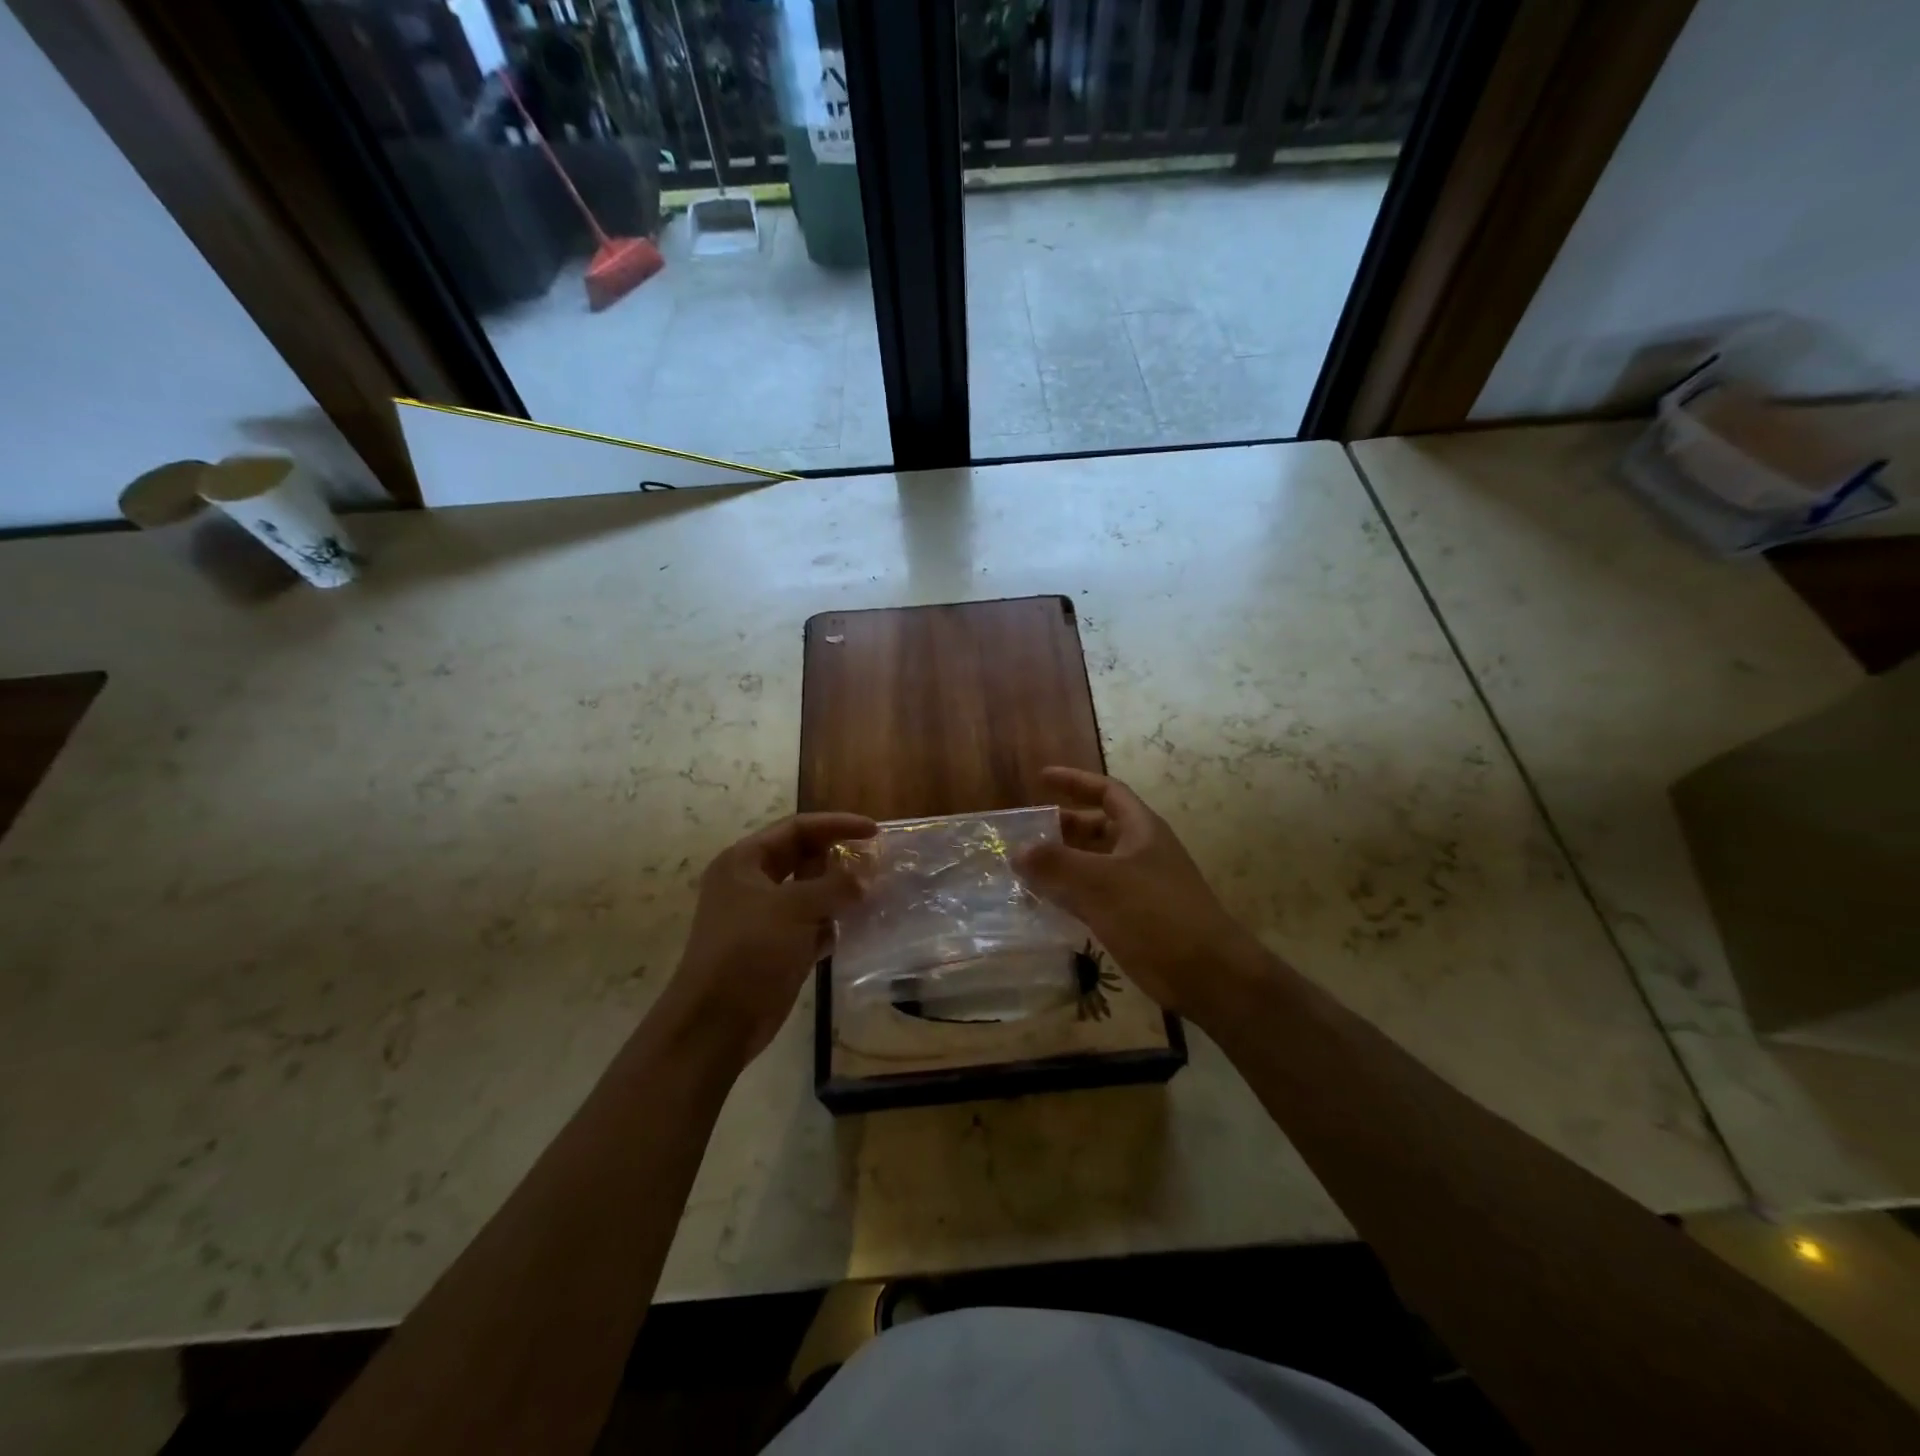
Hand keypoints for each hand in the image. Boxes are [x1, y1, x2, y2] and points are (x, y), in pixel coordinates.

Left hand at [661, 812, 876, 1062]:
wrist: (717, 1023)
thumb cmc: (750, 952)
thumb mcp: (794, 908)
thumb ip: (834, 886)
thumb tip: (864, 878)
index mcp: (744, 862)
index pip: (796, 828)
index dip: (836, 825)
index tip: (874, 831)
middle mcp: (751, 883)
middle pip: (802, 858)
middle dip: (838, 859)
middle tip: (876, 863)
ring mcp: (763, 918)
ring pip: (809, 893)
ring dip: (838, 893)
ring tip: (875, 893)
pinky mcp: (776, 948)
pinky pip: (810, 925)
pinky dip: (832, 923)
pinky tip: (857, 927)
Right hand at [1016, 767, 1267, 1022]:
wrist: (1205, 973)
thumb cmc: (1155, 914)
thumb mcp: (1101, 882)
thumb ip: (1056, 863)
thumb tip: (1017, 850)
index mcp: (1141, 829)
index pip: (1107, 792)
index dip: (1075, 781)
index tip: (1041, 779)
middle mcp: (1140, 852)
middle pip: (1097, 828)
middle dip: (1062, 828)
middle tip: (1026, 833)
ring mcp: (1137, 887)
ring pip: (1092, 865)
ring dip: (1061, 864)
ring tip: (1024, 868)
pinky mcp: (1131, 918)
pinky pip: (1092, 897)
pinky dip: (1068, 895)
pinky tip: (1042, 904)